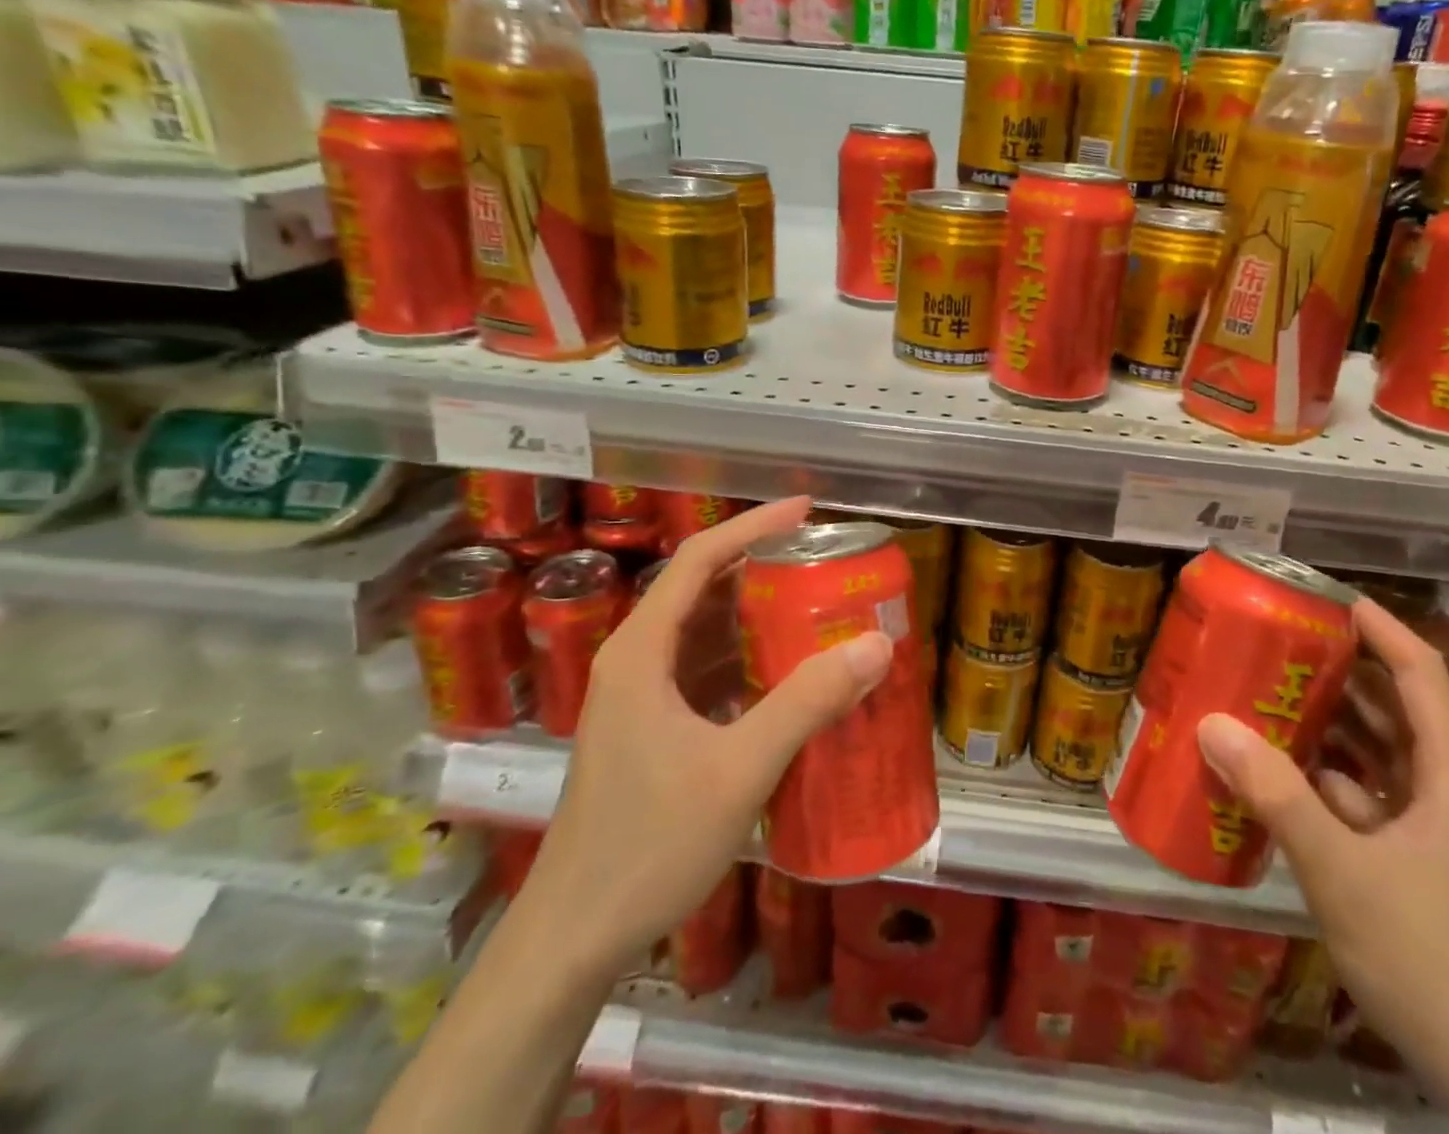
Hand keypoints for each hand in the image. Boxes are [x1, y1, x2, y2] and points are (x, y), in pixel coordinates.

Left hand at [518, 496, 893, 976]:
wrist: (573, 939)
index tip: (806, 510)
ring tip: (817, 608)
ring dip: (757, 617)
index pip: (698, 559)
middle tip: (825, 562)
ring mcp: (641, 699)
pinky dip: (748, 661)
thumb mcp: (738, 770)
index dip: (752, 526)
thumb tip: (875, 645)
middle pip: (702, 590)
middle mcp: (636, 661)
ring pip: (705, 634)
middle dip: (762, 569)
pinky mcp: (651, 731)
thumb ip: (806, 703)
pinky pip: (706, 673)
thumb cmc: (647, 845)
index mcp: (641, 651)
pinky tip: (788, 676)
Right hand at [1197, 598, 1448, 1133]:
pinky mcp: (1424, 873)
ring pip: (1381, 759)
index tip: (1325, 599)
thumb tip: (1210, 724)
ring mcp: (1440, 837)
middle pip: (1396, 710)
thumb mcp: (1344, 873)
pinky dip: (1328, 783)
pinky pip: (1370, 803)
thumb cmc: (1438, 962)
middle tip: (1275, 646)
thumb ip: (1277, 795)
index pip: (1421, 673)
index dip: (1379, 628)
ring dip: (1329, 730)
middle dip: (1339, 674)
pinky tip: (1280, 780)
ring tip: (1266, 699)